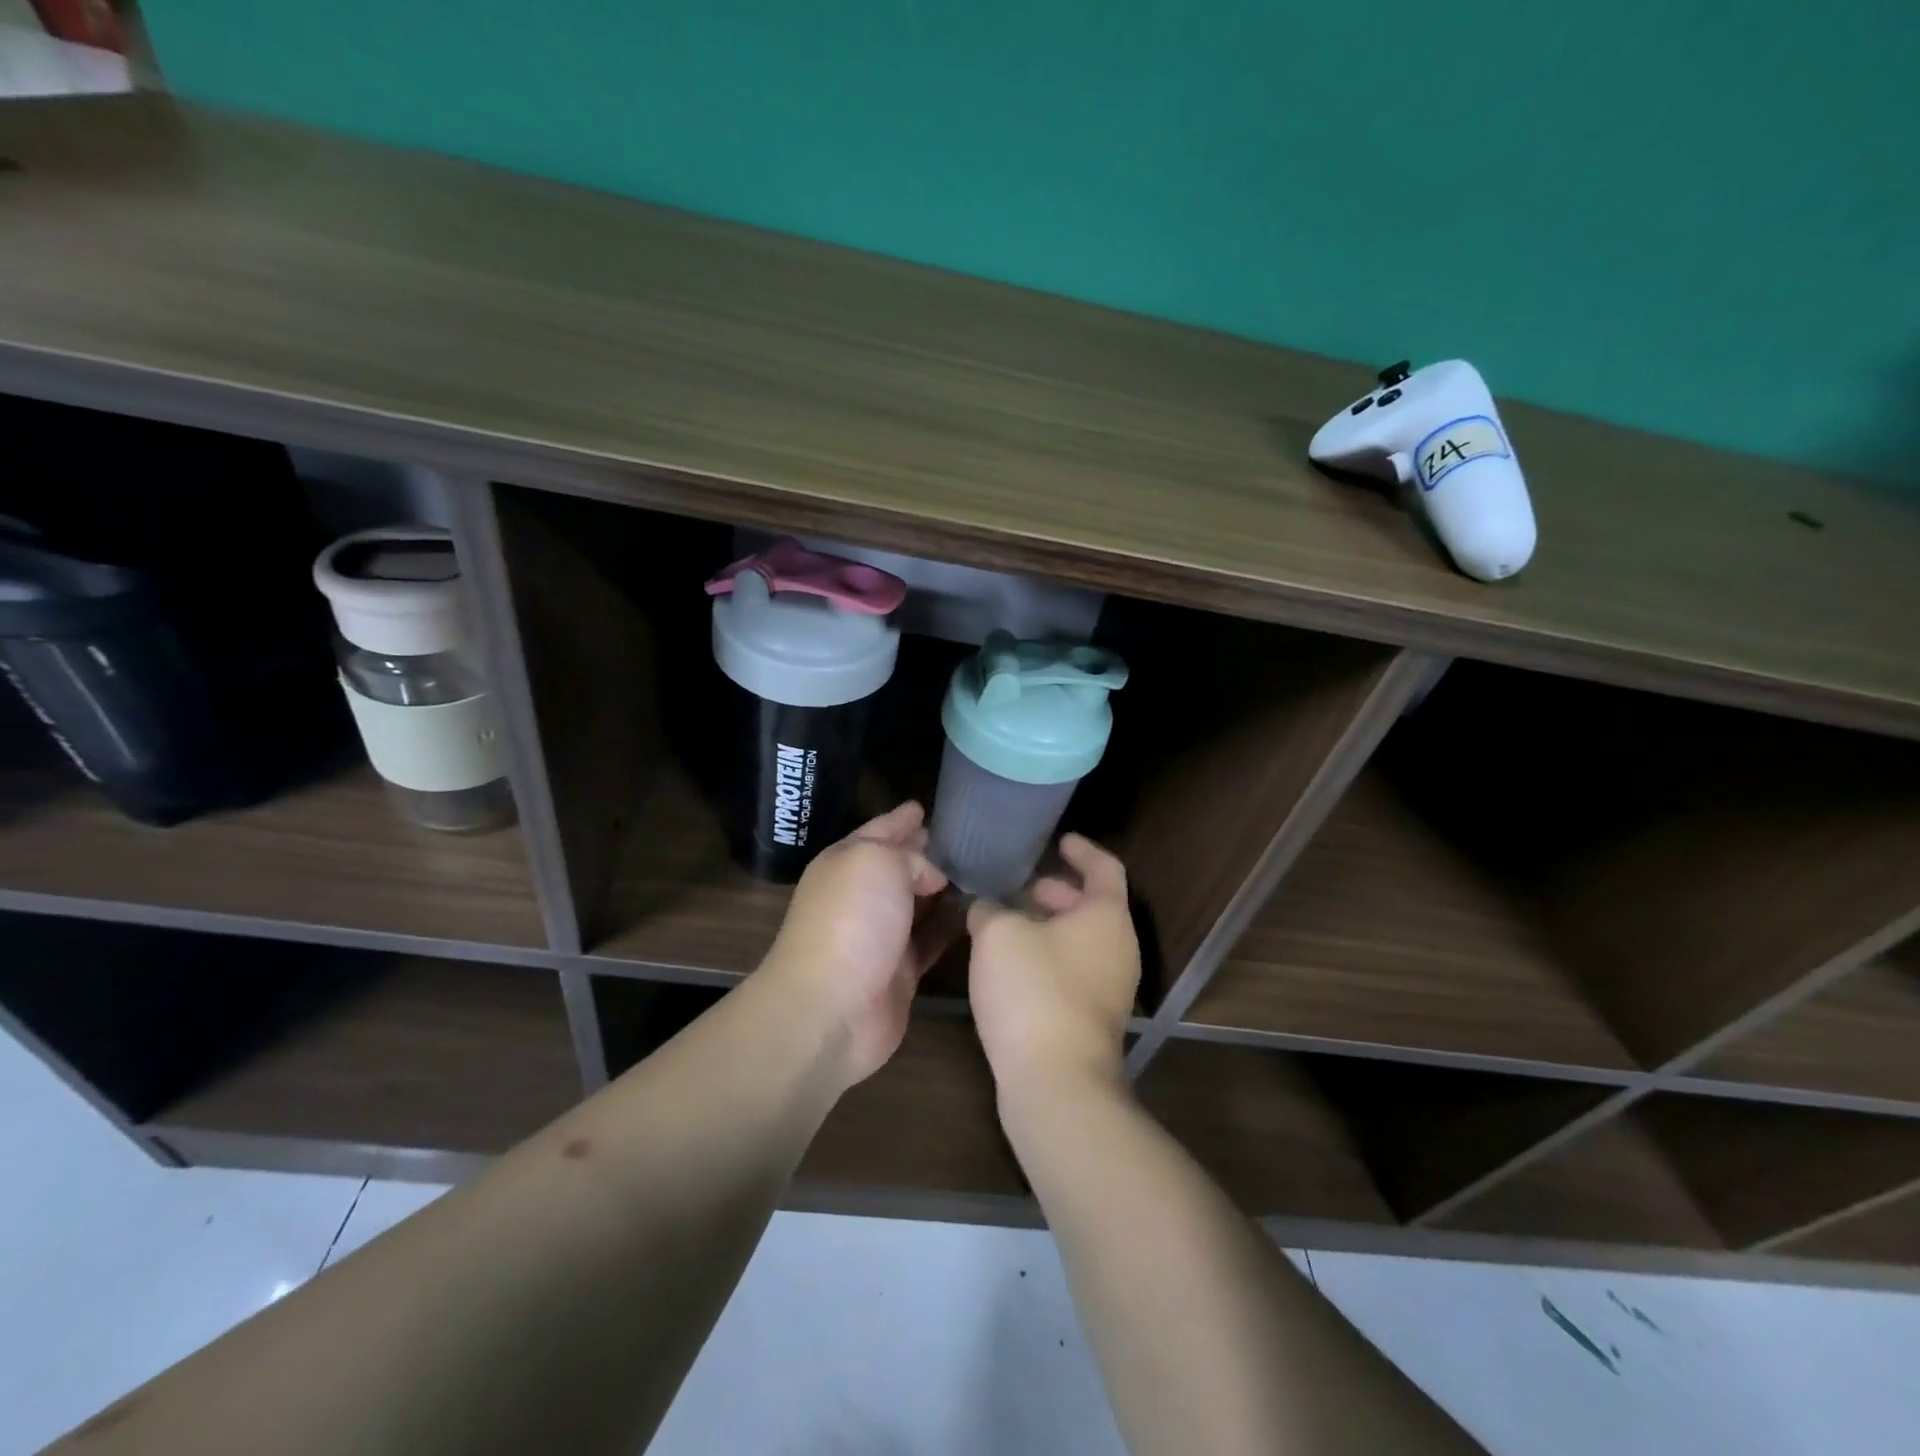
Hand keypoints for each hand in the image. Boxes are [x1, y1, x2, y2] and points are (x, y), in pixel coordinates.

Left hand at [762, 802, 948, 1086]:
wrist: (832, 1007)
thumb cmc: (851, 920)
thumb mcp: (879, 862)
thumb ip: (911, 858)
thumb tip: (933, 877)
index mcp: (847, 862)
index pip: (878, 831)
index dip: (900, 819)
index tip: (922, 806)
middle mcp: (862, 896)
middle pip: (898, 867)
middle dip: (924, 853)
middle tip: (962, 839)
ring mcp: (881, 936)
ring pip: (918, 903)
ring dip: (943, 890)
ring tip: (980, 872)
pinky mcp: (902, 972)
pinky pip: (932, 940)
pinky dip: (951, 927)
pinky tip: (976, 914)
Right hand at [968, 834, 1140, 1104]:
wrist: (1055, 1081)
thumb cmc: (1033, 990)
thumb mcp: (998, 933)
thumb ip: (990, 909)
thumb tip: (986, 908)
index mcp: (1106, 916)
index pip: (1104, 867)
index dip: (1082, 849)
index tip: (1059, 840)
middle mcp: (1118, 948)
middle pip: (1092, 905)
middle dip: (1056, 891)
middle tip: (1020, 887)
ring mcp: (1109, 988)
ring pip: (1080, 941)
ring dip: (1047, 926)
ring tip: (1005, 924)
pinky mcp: (1091, 1019)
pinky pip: (1071, 970)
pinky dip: (1046, 956)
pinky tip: (1009, 966)